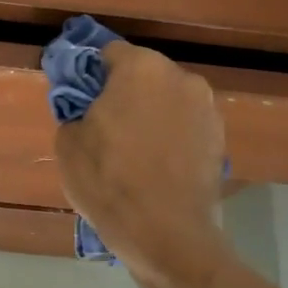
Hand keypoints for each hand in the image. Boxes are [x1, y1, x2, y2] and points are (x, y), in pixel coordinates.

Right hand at [54, 42, 228, 281]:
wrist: (166, 234)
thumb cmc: (109, 182)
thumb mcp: (68, 144)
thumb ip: (75, 112)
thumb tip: (87, 112)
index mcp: (141, 69)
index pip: (108, 53)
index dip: (90, 74)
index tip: (80, 99)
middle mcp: (180, 78)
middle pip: (143, 74)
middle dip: (123, 93)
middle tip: (104, 126)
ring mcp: (206, 109)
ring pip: (166, 101)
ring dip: (149, 115)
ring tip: (132, 151)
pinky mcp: (220, 139)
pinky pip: (184, 127)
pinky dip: (169, 138)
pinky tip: (154, 167)